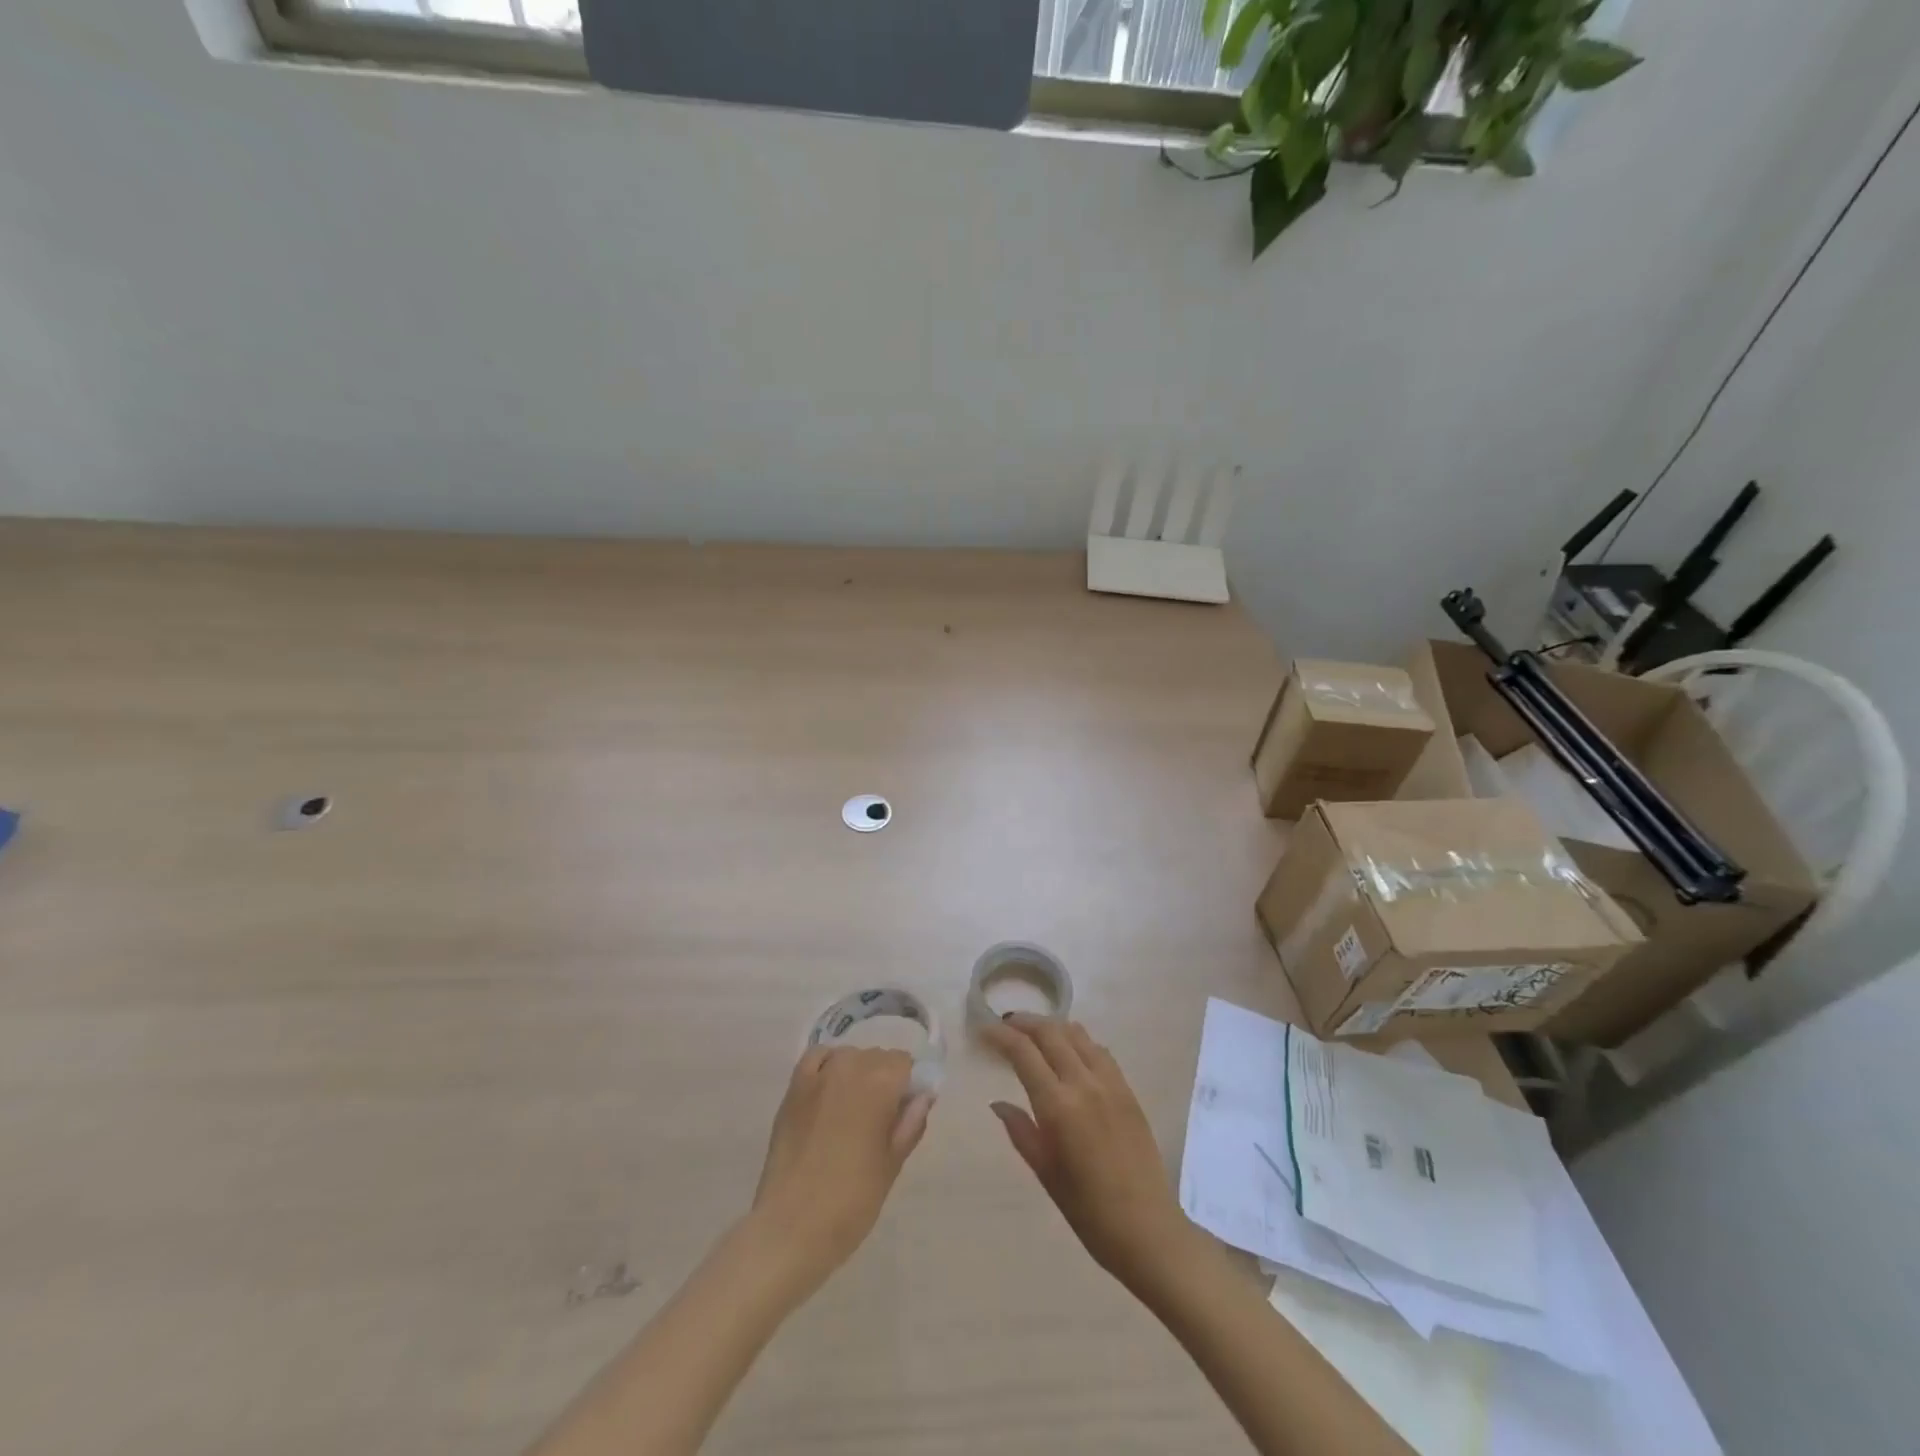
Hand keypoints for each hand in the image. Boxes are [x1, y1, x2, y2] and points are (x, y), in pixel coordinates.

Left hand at [749, 1047, 932, 1294]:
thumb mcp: (892, 1165)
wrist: (790, 1228)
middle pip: (877, 1058)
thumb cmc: (851, 1202)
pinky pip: (817, 1058)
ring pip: (849, 1057)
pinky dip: (827, 1066)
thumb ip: (911, 1124)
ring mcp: (817, 1075)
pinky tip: (828, 1092)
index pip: (905, 1063)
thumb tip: (923, 1096)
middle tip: (879, 1121)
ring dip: (857, 1074)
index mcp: (880, 1084)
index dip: (909, 1086)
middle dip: (884, 1080)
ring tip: (851, 1113)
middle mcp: (850, 1067)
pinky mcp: (793, 1089)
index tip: (904, 1114)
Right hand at [982, 1014, 1193, 1291]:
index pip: (1024, 1053)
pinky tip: (1069, 1050)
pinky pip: (1099, 1050)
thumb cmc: (1088, 1210)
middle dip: (1024, 1022)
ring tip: (1034, 1032)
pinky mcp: (1127, 1090)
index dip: (1001, 1035)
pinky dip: (1078, 1040)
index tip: (984, 1029)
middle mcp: (1084, 1084)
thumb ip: (1021, 1131)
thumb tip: (998, 1103)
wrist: (1147, 1228)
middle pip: (1050, 1033)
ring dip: (1051, 1026)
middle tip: (1005, 1024)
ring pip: (1077, 1034)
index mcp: (1058, 1106)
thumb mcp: (1045, 1172)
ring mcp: (1110, 1083)